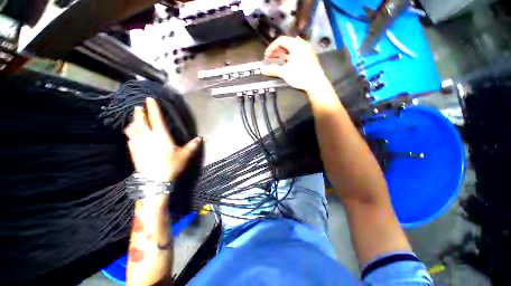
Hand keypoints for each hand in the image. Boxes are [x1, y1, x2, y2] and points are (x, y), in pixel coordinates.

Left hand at [125, 97, 201, 182]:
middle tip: (138, 107)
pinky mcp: (133, 151)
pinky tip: (131, 134)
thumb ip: (192, 145)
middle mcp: (147, 137)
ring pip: (132, 129)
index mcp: (161, 136)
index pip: (155, 118)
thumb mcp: (185, 155)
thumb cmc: (172, 165)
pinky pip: (129, 138)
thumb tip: (200, 138)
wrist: (155, 180)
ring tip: (134, 119)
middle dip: (139, 113)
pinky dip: (130, 133)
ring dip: (133, 122)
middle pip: (140, 121)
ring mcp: (138, 143)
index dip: (152, 108)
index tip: (149, 99)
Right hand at [261, 36, 328, 91]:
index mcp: (296, 44)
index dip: (271, 47)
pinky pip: (298, 52)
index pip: (281, 40)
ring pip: (293, 47)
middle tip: (271, 58)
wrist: (315, 83)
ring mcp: (307, 50)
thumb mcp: (284, 73)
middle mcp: (302, 44)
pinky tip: (288, 63)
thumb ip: (273, 70)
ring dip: (283, 53)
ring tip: (278, 60)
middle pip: (287, 43)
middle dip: (277, 50)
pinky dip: (291, 55)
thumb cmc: (300, 75)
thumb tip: (262, 70)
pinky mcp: (310, 56)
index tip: (266, 56)